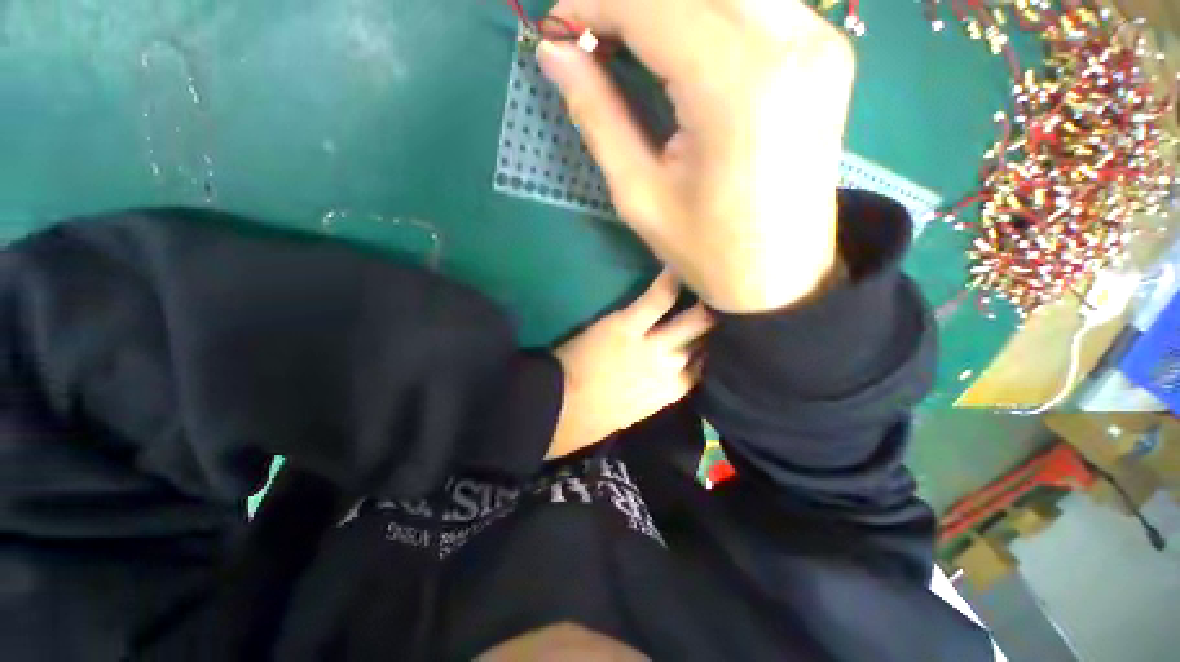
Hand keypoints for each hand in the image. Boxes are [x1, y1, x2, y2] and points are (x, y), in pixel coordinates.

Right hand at [538, 0, 853, 312]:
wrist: (780, 278)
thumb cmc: (707, 251)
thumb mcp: (640, 195)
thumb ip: (598, 116)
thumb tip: (555, 55)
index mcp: (736, 85)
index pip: (652, 4)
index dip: (593, 3)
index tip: (557, 30)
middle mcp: (790, 40)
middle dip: (629, 1)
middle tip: (592, 36)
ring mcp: (819, 38)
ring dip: (670, 5)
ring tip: (630, 40)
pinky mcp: (828, 50)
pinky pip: (760, 1)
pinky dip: (710, 11)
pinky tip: (683, 45)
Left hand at [546, 271, 713, 458]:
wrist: (560, 409)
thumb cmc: (593, 416)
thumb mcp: (634, 412)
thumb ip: (656, 392)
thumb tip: (667, 376)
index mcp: (671, 392)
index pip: (706, 368)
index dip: (716, 350)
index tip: (720, 336)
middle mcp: (671, 368)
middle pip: (709, 342)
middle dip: (721, 325)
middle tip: (729, 304)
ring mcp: (652, 346)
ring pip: (693, 321)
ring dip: (707, 303)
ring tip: (717, 281)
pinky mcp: (628, 327)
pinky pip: (657, 301)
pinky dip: (669, 282)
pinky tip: (680, 264)